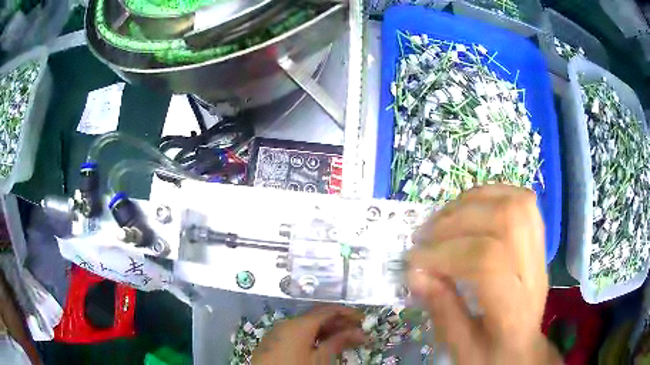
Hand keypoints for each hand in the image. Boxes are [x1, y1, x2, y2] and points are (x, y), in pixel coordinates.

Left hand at [251, 306, 365, 364]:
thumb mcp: (320, 359)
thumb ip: (337, 342)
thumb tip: (356, 332)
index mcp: (298, 325)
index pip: (327, 311)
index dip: (346, 313)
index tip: (362, 319)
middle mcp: (286, 324)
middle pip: (316, 318)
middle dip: (338, 323)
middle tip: (357, 331)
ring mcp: (277, 334)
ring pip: (306, 327)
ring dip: (326, 331)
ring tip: (344, 339)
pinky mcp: (273, 344)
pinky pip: (296, 335)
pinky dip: (312, 337)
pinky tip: (323, 345)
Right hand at [407, 185, 561, 364]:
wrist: (524, 348)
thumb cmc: (493, 355)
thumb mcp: (461, 348)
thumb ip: (441, 310)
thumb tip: (414, 272)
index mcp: (515, 310)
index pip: (489, 262)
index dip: (446, 255)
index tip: (414, 262)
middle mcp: (534, 272)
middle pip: (506, 223)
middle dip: (456, 223)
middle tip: (424, 237)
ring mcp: (540, 251)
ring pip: (515, 203)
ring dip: (472, 203)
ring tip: (442, 220)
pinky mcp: (538, 238)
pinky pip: (521, 199)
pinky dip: (491, 194)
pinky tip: (469, 207)